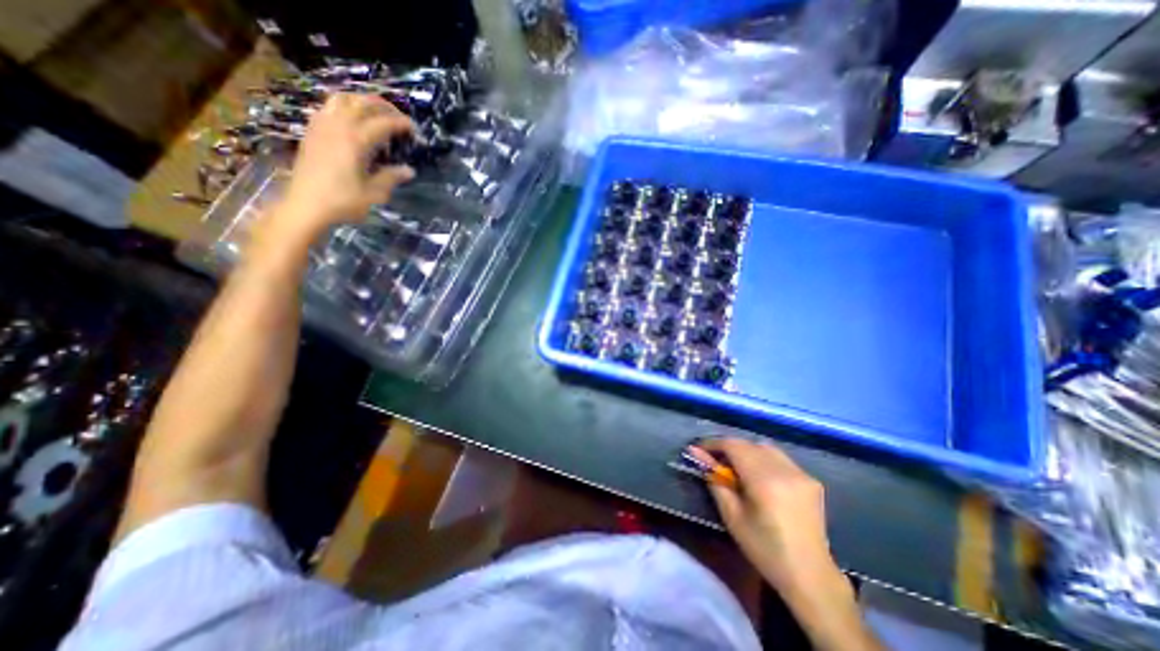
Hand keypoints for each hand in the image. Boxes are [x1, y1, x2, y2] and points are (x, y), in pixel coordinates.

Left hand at [261, 94, 411, 245]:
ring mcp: (322, 126)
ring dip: (362, 101)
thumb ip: (391, 177)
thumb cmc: (343, 202)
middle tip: (399, 117)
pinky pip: (329, 107)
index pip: (383, 123)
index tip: (415, 130)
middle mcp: (338, 126)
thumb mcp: (375, 193)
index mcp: (356, 141)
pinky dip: (345, 107)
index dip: (401, 123)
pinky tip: (353, 120)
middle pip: (362, 103)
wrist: (306, 206)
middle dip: (384, 107)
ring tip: (376, 113)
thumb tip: (408, 170)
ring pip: (343, 99)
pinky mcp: (312, 131)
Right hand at [692, 440, 839, 592]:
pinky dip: (764, 459)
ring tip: (737, 468)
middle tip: (715, 461)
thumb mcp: (732, 516)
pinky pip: (780, 458)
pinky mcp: (811, 479)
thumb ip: (714, 479)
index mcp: (765, 481)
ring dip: (747, 451)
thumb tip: (696, 453)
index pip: (733, 446)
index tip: (699, 450)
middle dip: (728, 448)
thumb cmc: (764, 549)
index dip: (713, 444)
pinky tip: (760, 477)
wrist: (810, 576)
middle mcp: (785, 470)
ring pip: (765, 447)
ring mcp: (801, 473)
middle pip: (748, 444)